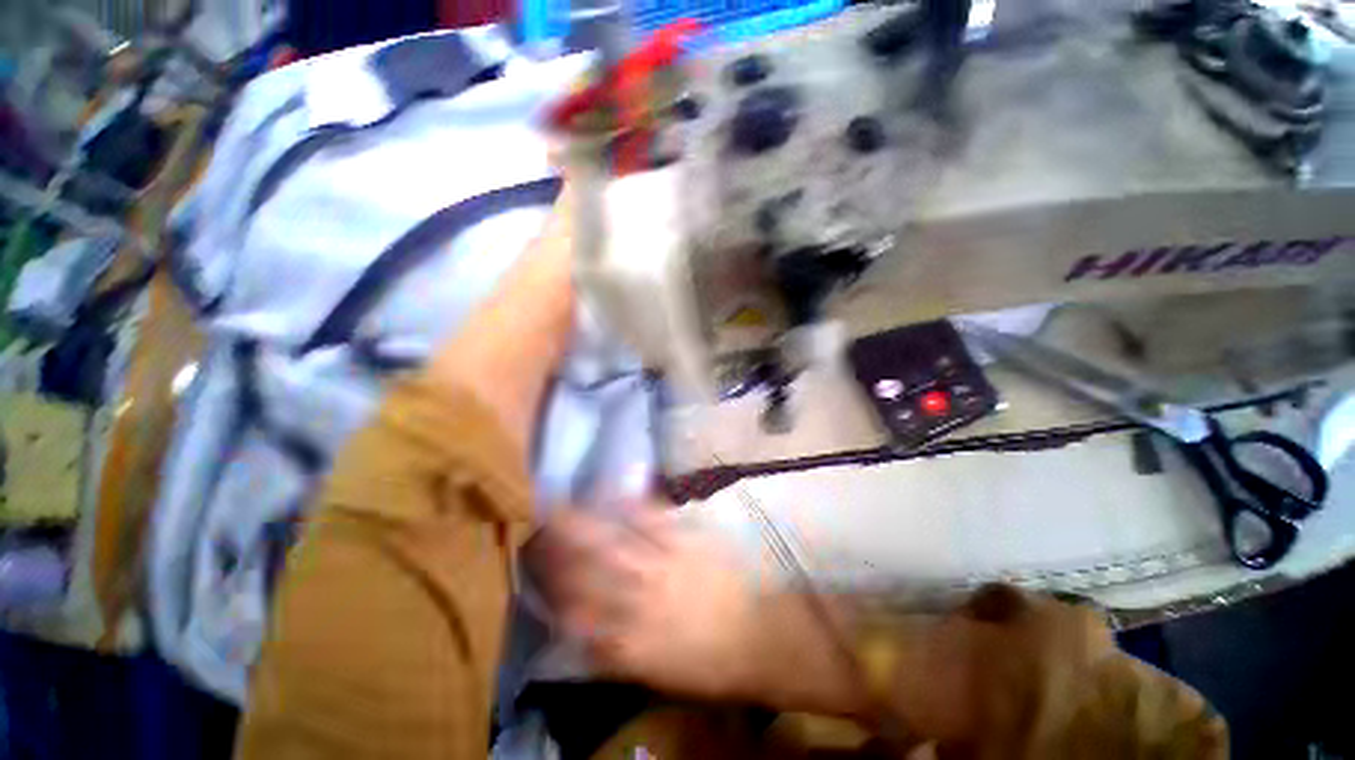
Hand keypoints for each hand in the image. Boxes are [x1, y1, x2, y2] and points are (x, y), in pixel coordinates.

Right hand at [524, 510, 766, 699]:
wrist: (758, 637)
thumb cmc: (707, 664)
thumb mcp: (654, 674)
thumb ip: (613, 653)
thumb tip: (580, 635)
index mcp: (628, 642)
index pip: (575, 617)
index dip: (550, 594)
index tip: (533, 574)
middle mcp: (639, 600)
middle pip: (587, 572)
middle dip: (556, 550)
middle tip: (535, 529)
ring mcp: (664, 564)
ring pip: (613, 541)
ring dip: (583, 523)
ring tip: (561, 505)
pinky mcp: (687, 541)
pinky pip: (653, 518)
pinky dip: (631, 502)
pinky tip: (615, 487)